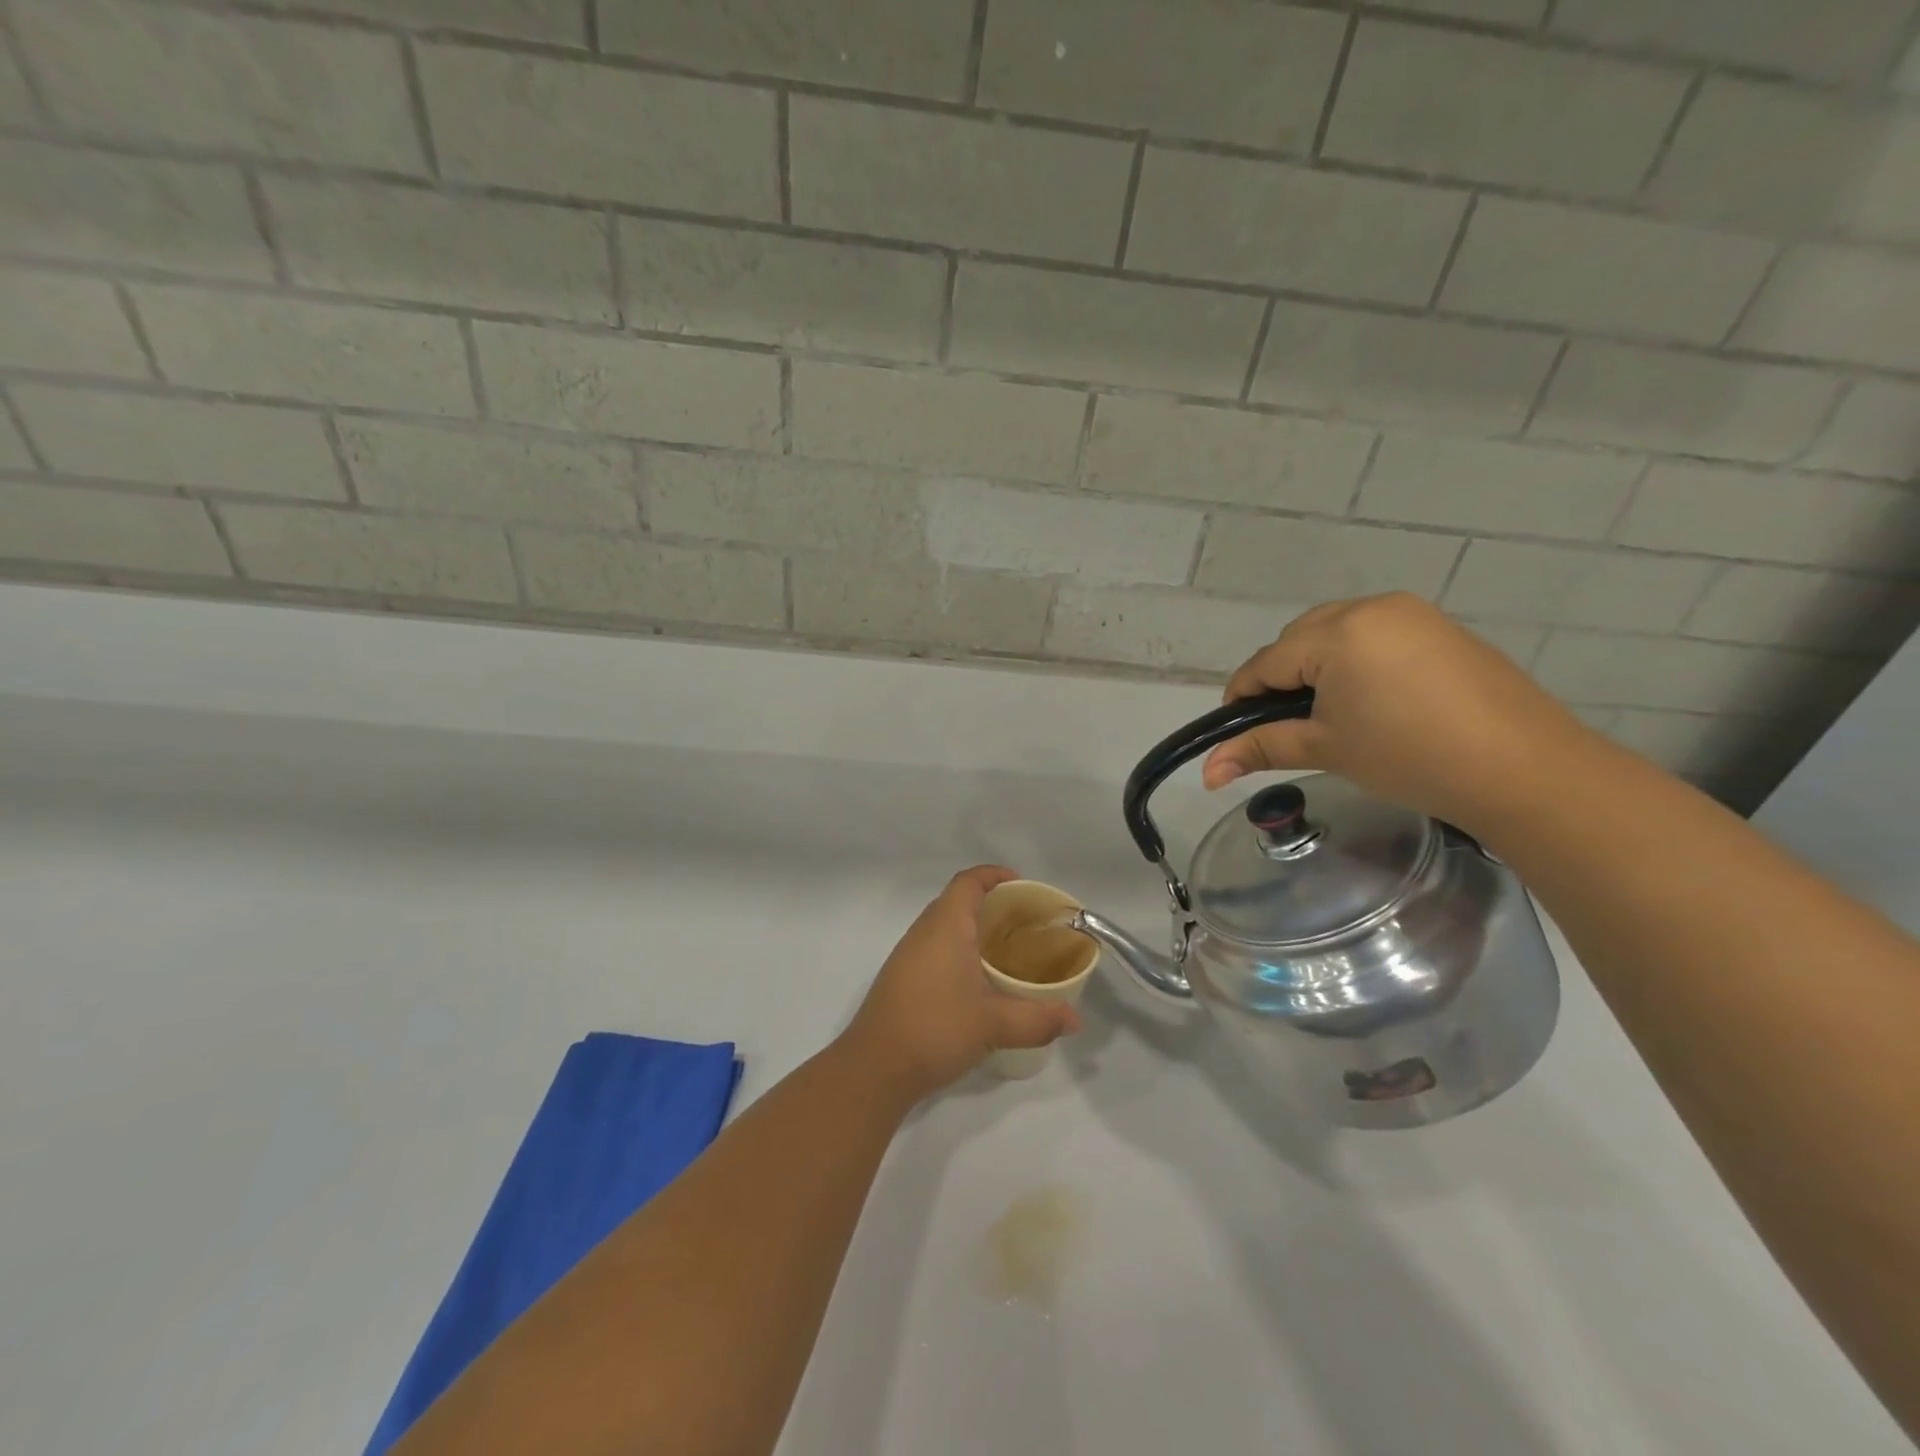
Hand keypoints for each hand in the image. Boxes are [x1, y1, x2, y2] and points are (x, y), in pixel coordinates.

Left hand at [839, 866, 1081, 1101]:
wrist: (874, 1068)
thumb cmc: (936, 1029)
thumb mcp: (993, 1024)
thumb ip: (1038, 1019)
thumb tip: (1075, 1020)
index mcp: (945, 926)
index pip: (968, 882)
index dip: (993, 875)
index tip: (1020, 884)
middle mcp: (923, 932)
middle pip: (956, 900)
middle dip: (988, 903)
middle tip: (1022, 921)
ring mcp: (907, 955)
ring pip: (943, 926)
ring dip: (971, 928)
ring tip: (1005, 949)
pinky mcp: (900, 979)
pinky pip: (933, 948)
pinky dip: (957, 950)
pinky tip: (975, 980)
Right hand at [1202, 594, 1597, 835]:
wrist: (1522, 768)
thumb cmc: (1409, 756)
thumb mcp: (1326, 749)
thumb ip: (1260, 748)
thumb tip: (1207, 773)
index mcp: (1336, 632)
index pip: (1266, 662)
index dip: (1242, 698)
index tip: (1234, 732)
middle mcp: (1370, 608)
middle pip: (1297, 639)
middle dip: (1281, 679)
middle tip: (1287, 727)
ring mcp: (1410, 613)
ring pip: (1335, 632)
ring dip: (1317, 667)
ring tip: (1328, 715)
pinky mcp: (1439, 628)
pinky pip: (1374, 635)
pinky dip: (1356, 662)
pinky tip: (1370, 700)